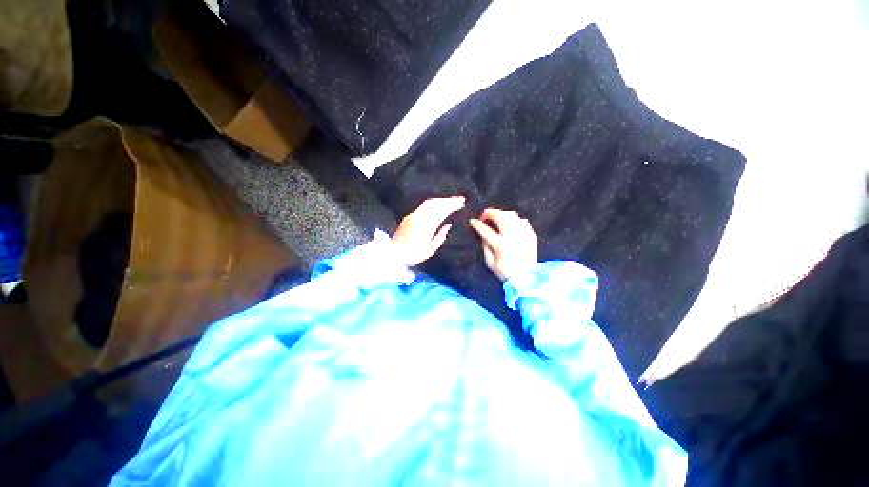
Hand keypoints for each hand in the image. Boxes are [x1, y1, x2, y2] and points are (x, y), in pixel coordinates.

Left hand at [392, 196, 464, 265]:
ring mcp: (413, 215)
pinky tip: (438, 205)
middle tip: (460, 200)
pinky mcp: (409, 217)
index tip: (461, 203)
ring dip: (441, 200)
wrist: (394, 254)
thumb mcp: (430, 249)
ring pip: (429, 203)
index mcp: (426, 225)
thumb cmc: (413, 254)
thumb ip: (440, 236)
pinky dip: (434, 203)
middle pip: (435, 204)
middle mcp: (419, 217)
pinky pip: (424, 206)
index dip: (452, 205)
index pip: (441, 211)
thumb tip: (447, 225)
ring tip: (451, 201)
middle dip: (448, 200)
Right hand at [469, 208, 537, 280]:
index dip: (478, 224)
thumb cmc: (505, 272)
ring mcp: (524, 234)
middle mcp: (513, 236)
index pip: (486, 230)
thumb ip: (485, 247)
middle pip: (500, 217)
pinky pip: (522, 220)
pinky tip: (510, 224)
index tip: (473, 221)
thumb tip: (483, 235)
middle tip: (484, 216)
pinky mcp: (531, 234)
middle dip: (490, 213)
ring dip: (501, 214)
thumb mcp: (490, 263)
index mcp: (501, 245)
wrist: (527, 278)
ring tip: (496, 217)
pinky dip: (514, 220)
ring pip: (512, 215)